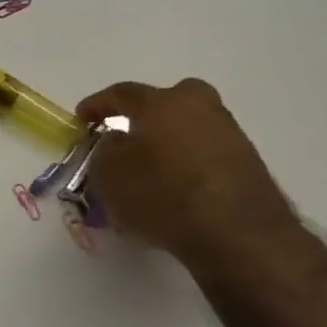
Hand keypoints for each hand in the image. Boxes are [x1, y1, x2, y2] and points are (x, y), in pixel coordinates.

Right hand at [76, 78, 304, 275]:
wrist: (236, 233)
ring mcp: (229, 134)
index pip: (122, 93)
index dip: (97, 104)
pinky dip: (187, 162)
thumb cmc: (160, 195)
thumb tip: (117, 141)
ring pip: (189, 125)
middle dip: (146, 113)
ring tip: (149, 168)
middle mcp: (200, 108)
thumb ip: (104, 150)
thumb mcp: (108, 174)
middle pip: (169, 99)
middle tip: (129, 133)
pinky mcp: (247, 162)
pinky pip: (205, 151)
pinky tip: (175, 186)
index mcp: (162, 104)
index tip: (80, 118)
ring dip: (168, 140)